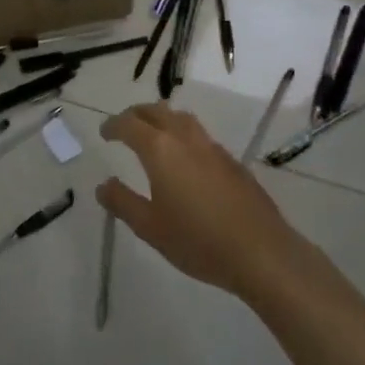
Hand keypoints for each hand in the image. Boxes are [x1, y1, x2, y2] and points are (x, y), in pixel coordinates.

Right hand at [97, 103, 297, 297]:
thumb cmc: (198, 241)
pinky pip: (200, 135)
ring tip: (153, 133)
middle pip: (157, 111)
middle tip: (124, 126)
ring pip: (182, 118)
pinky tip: (185, 158)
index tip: (104, 132)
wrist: (261, 252)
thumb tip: (103, 185)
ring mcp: (213, 148)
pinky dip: (183, 134)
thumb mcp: (150, 228)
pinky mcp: (232, 162)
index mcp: (160, 150)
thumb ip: (122, 202)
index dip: (113, 125)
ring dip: (162, 118)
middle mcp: (186, 139)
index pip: (129, 124)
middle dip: (136, 114)